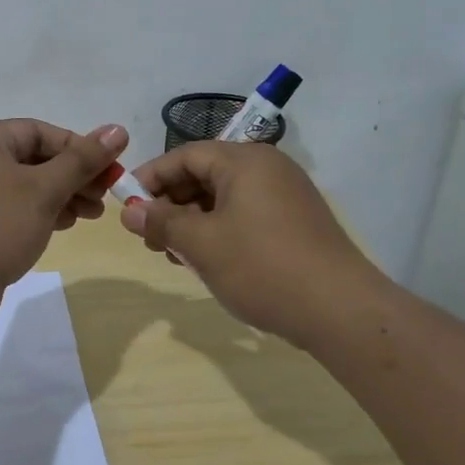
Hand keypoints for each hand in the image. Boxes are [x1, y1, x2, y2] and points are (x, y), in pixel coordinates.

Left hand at [0, 119, 128, 325]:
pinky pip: (12, 208)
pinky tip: (64, 226)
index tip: (110, 170)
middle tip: (105, 196)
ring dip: (61, 196)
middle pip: (33, 158)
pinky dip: (39, 213)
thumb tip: (118, 129)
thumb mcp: (44, 190)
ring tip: (91, 215)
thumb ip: (82, 160)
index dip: (79, 148)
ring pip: (25, 186)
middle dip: (73, 176)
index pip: (40, 131)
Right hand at [118, 143, 381, 345]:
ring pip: (224, 197)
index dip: (150, 177)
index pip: (185, 156)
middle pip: (204, 173)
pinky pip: (244, 214)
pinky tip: (207, 260)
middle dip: (170, 203)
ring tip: (173, 254)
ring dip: (192, 221)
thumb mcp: (201, 245)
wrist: (340, 309)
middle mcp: (267, 168)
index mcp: (244, 161)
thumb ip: (161, 222)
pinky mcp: (295, 221)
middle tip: (148, 237)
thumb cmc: (262, 267)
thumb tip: (129, 210)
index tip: (125, 205)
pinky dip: (218, 230)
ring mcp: (285, 194)